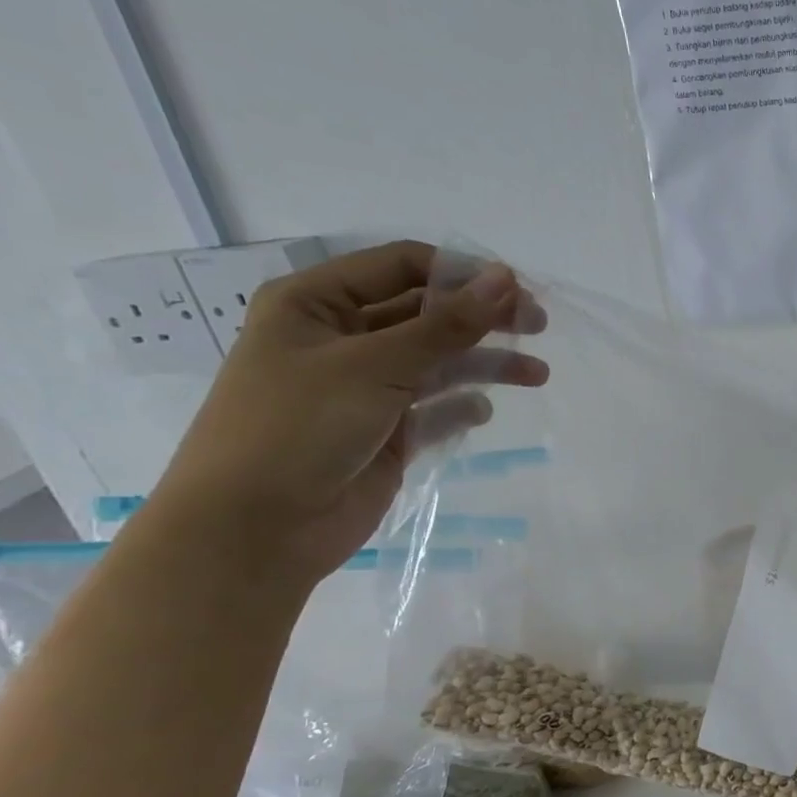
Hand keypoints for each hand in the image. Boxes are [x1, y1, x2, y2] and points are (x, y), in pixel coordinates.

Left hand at [150, 241, 546, 584]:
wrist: (257, 529)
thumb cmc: (298, 428)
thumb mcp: (374, 366)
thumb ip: (446, 325)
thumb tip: (506, 279)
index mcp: (317, 303)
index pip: (402, 266)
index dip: (462, 273)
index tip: (517, 291)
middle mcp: (342, 338)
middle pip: (426, 313)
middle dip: (482, 318)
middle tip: (538, 326)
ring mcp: (366, 388)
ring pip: (438, 362)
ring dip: (485, 364)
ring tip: (537, 375)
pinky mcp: (386, 433)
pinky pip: (434, 409)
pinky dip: (461, 407)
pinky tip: (483, 413)